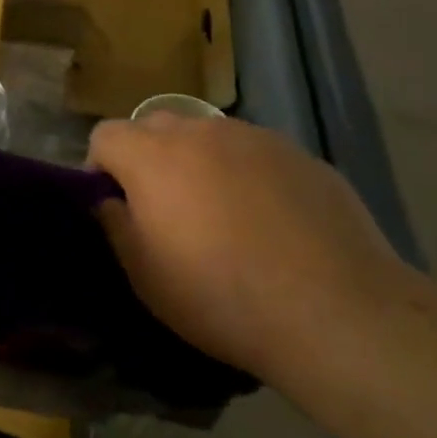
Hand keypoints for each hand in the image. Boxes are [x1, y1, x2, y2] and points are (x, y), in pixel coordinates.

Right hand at [88, 114, 405, 375]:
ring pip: (208, 137)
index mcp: (153, 155)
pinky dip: (246, 175)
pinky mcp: (300, 155)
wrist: (336, 311)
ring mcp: (255, 138)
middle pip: (155, 126)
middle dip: (148, 158)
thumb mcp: (144, 275)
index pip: (105, 134)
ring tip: (222, 216)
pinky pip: (254, 154)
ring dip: (199, 164)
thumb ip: (114, 224)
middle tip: (164, 209)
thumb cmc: (221, 296)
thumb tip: (109, 200)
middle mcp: (200, 132)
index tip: (115, 205)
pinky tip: (270, 222)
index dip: (100, 167)